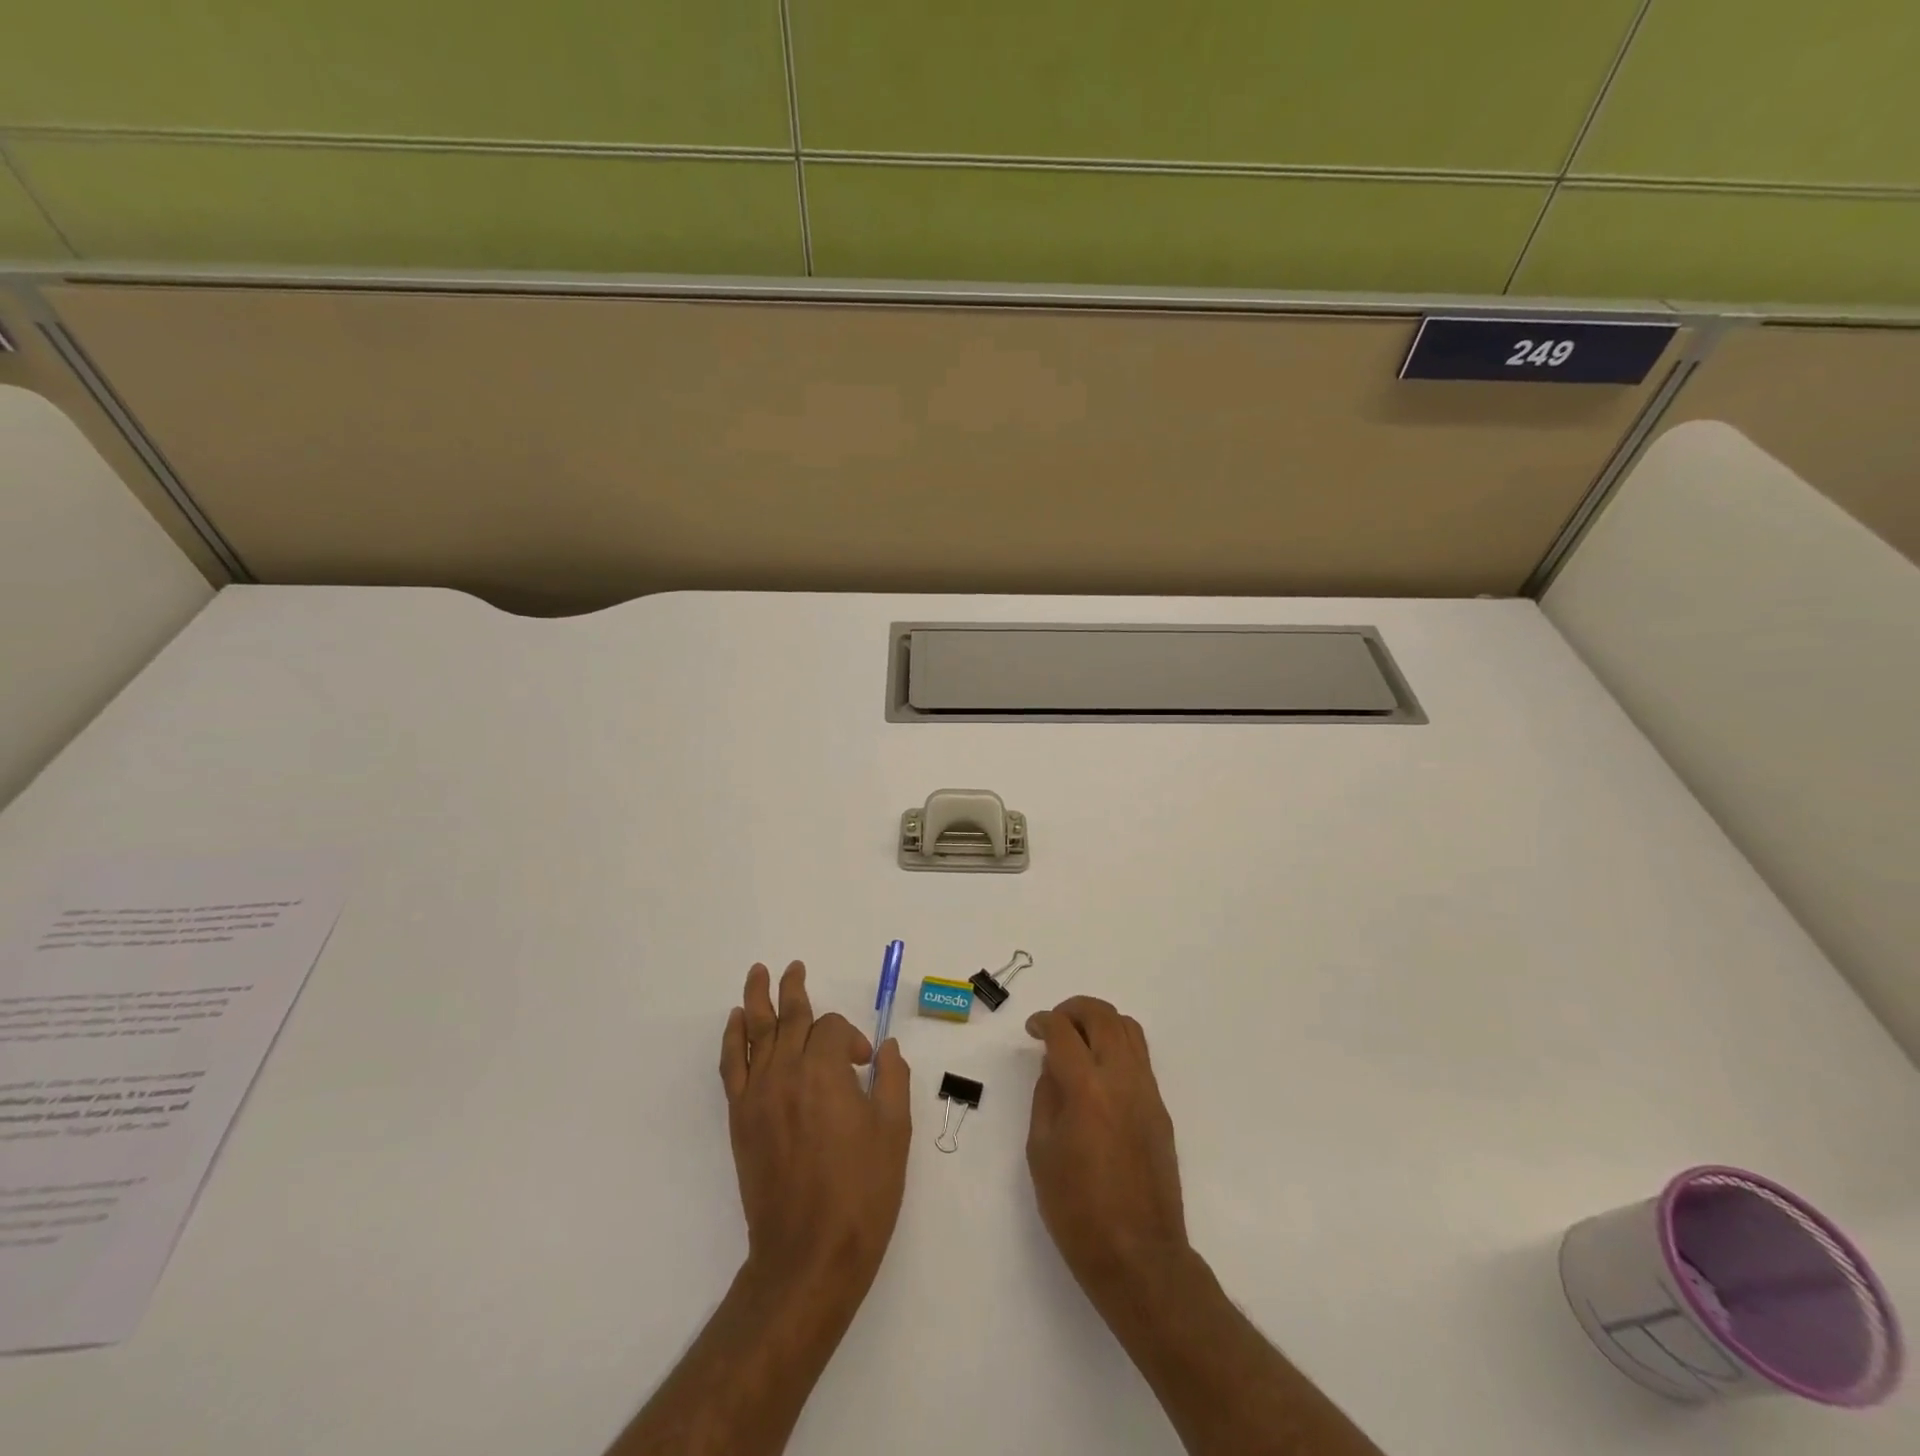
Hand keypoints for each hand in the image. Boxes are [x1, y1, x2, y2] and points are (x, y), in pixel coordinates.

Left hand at [720, 962, 911, 1306]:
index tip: (864, 1066)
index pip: (831, 1029)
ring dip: (756, 1000)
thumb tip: (887, 1050)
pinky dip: (732, 1039)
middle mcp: (785, 1074)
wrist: (808, 1255)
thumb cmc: (860, 1194)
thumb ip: (894, 1081)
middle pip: (789, 1018)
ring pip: (755, 1034)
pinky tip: (734, 1022)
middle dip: (794, 990)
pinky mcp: (740, 1120)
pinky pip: (731, 1066)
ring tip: (758, 973)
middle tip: (793, 967)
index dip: (850, 1039)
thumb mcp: (894, 1133)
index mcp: (824, 1073)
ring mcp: (757, 1096)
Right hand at [1025, 996, 1188, 1298]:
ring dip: (1100, 1022)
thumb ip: (1046, 1097)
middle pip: (1102, 1016)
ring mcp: (1147, 1091)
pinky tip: (1098, 1070)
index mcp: (1087, 1089)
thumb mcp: (1041, 1152)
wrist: (1139, 1257)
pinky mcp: (1160, 1108)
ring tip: (1078, 1039)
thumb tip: (1054, 1066)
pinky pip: (1140, 1056)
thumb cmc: (1078, 1210)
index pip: (1064, 1032)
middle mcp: (1122, 1079)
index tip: (1032, 1028)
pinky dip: (1117, 1045)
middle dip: (1074, 1009)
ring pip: (1128, 1028)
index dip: (1044, 1022)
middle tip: (1054, 1024)